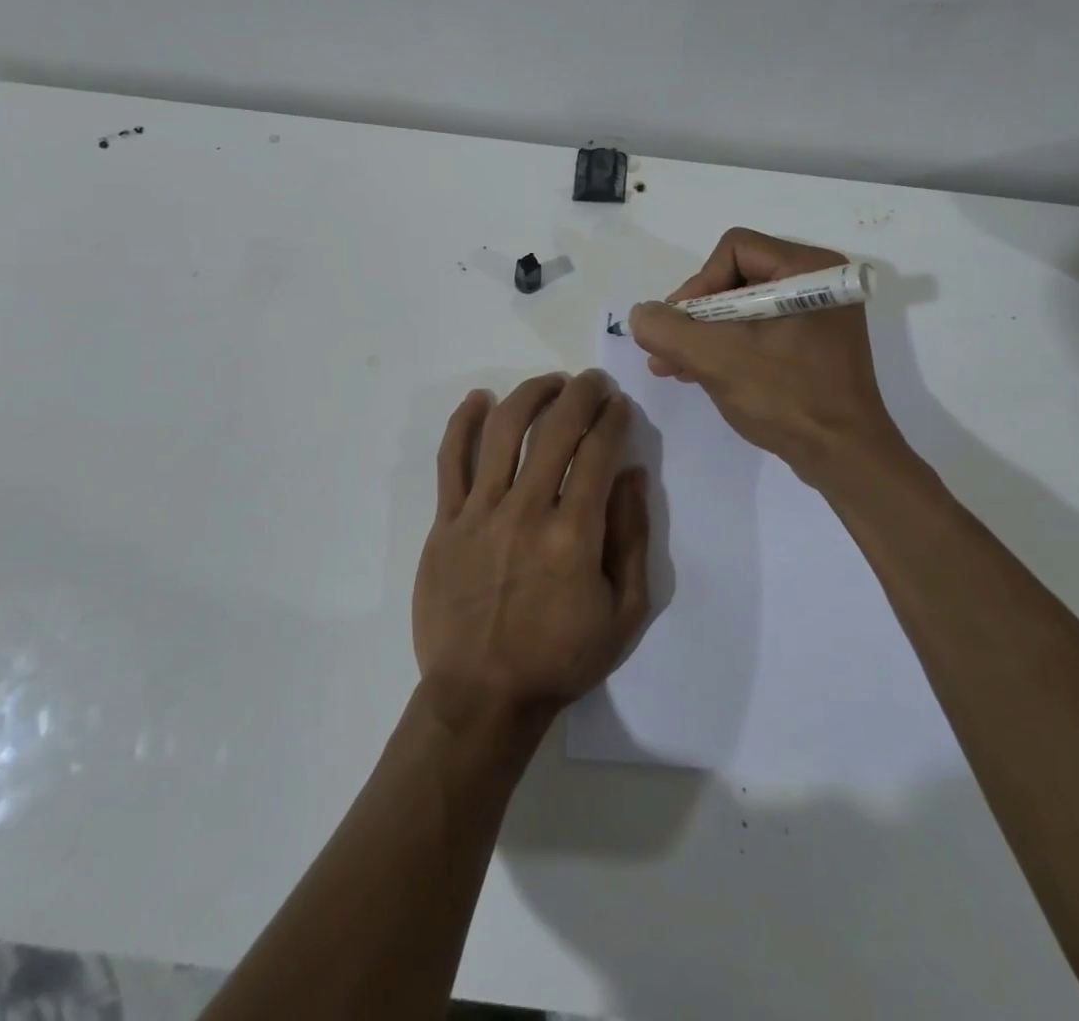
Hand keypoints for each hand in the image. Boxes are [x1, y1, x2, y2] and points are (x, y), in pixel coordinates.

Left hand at [413, 371, 650, 735]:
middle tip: (592, 382)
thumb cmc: (560, 659)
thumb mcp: (623, 613)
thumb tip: (632, 474)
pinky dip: (462, 422)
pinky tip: (478, 399)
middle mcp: (526, 510)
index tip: (620, 405)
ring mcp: (479, 512)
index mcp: (574, 534)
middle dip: (581, 394)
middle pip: (555, 429)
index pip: (598, 452)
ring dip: (530, 395)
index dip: (613, 418)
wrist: (482, 696)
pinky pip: (450, 460)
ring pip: (503, 431)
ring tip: (550, 383)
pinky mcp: (445, 522)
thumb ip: (633, 538)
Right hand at [627, 227, 919, 487]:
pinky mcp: (812, 343)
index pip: (734, 250)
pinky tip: (694, 371)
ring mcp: (817, 314)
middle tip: (666, 348)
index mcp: (808, 270)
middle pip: (735, 277)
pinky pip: (758, 329)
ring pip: (742, 306)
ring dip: (703, 334)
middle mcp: (817, 282)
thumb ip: (668, 330)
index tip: (680, 326)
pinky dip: (726, 346)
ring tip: (669, 364)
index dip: (698, 284)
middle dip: (694, 315)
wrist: (844, 457)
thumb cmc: (786, 398)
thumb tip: (640, 314)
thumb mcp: (716, 359)